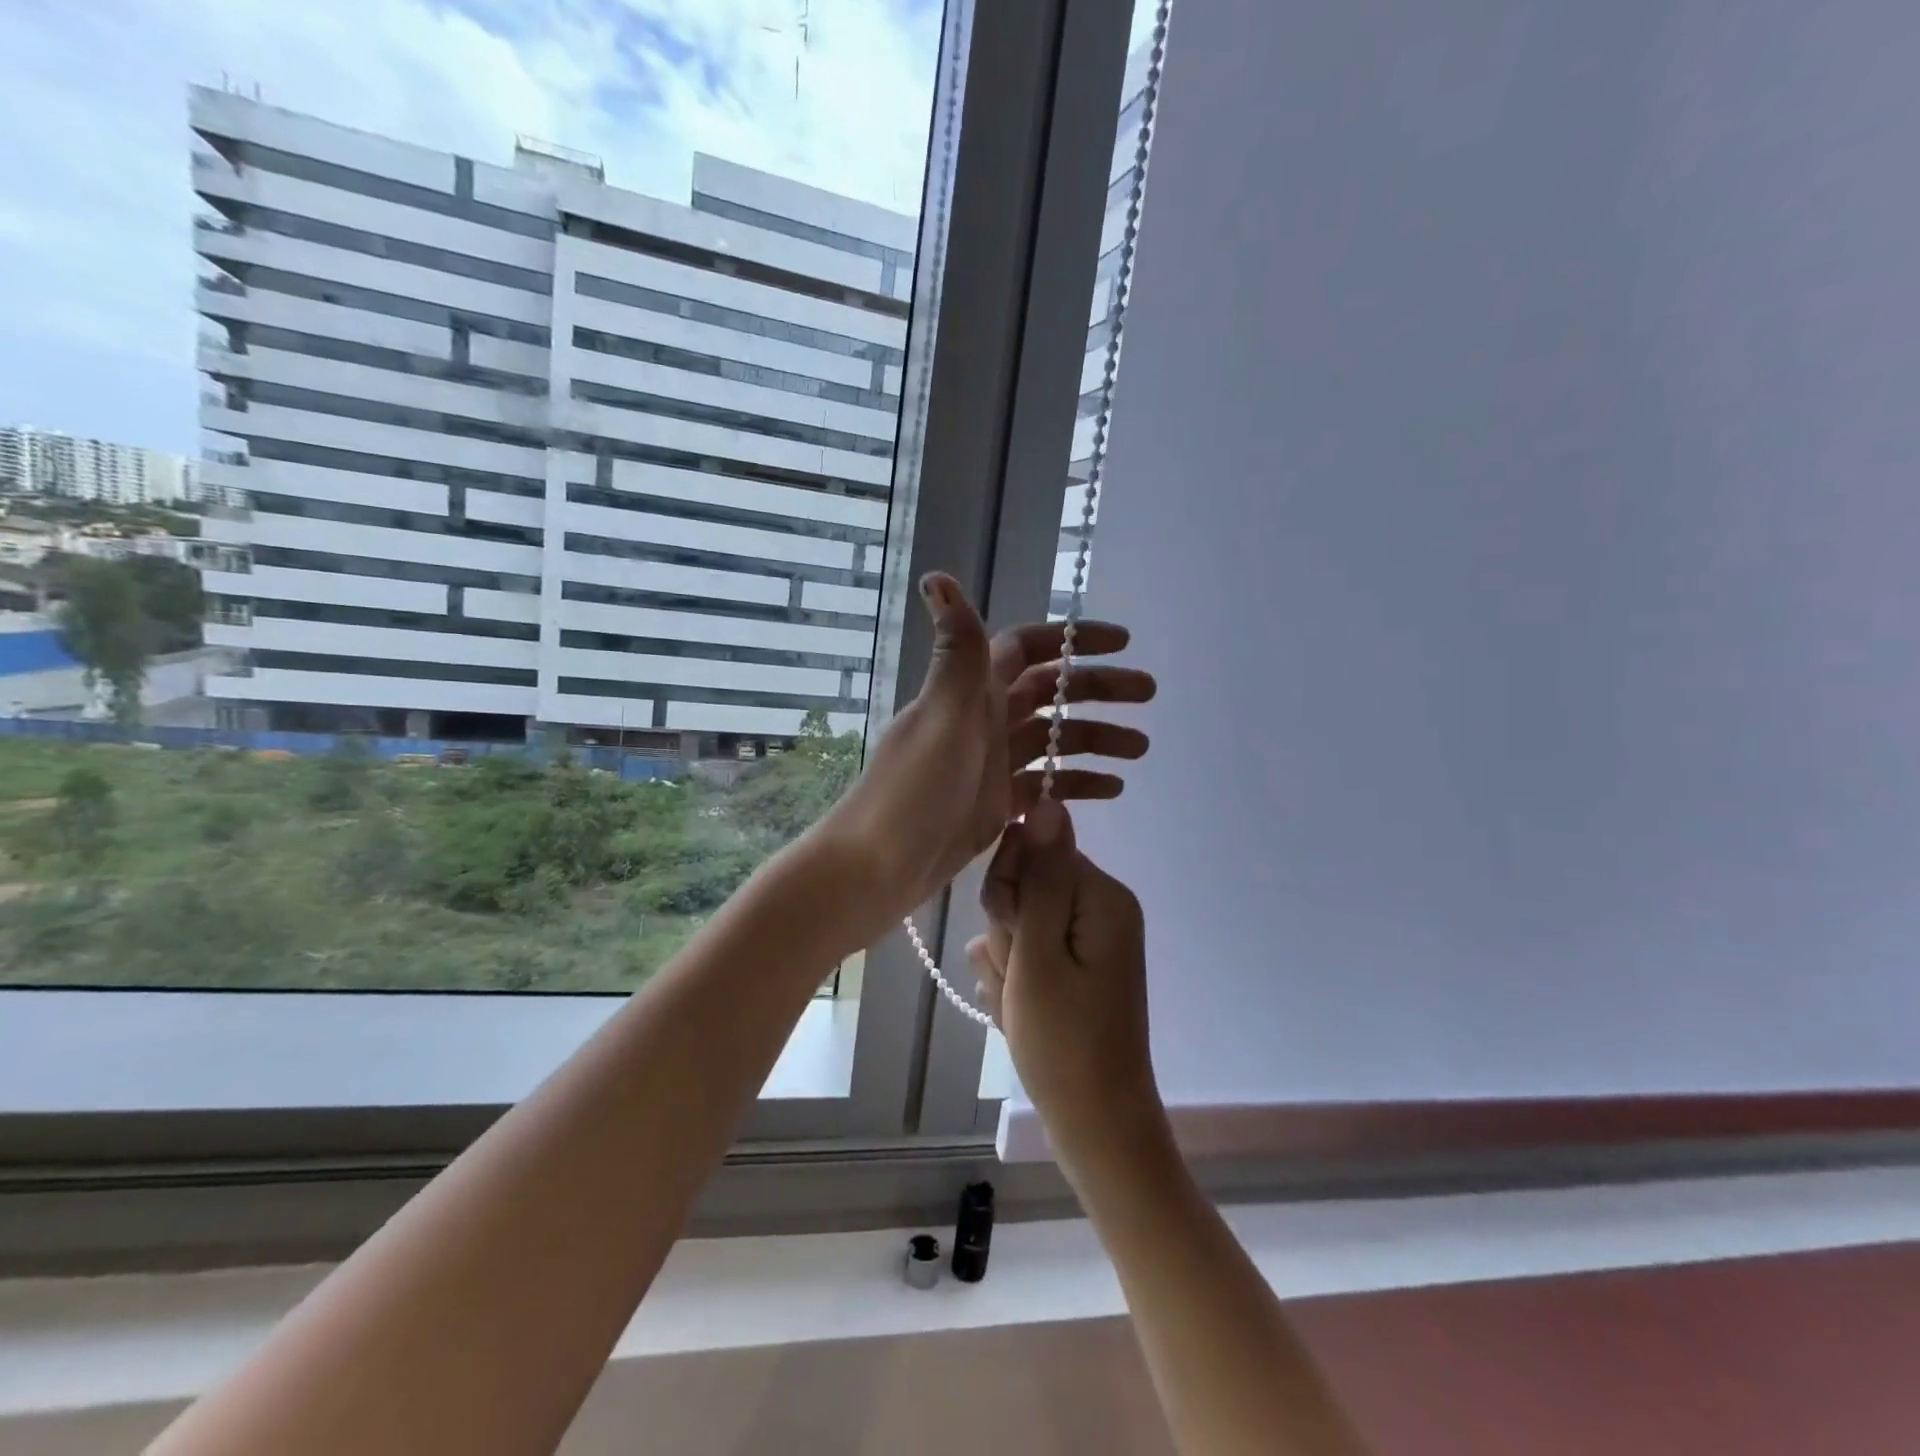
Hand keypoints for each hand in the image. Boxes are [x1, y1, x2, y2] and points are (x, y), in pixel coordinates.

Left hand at [821, 572, 1153, 936]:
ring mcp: (990, 763)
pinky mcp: (995, 804)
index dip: (1072, 640)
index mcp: (969, 692)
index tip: (1121, 642)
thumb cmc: (912, 791)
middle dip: (1097, 690)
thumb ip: (955, 652)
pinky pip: (1045, 784)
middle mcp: (982, 719)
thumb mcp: (941, 717)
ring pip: (1053, 740)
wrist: (878, 868)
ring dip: (1096, 739)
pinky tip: (1112, 789)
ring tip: (1141, 748)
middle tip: (1148, 695)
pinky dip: (1076, 783)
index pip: (1027, 648)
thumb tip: (936, 575)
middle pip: (1050, 693)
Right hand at [969, 798, 1163, 1154]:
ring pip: (1021, 920)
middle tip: (1019, 980)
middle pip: (1028, 883)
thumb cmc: (1063, 1044)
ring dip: (1008, 960)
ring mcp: (1091, 938)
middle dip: (1008, 929)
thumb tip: (1050, 800)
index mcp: (1101, 896)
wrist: (1097, 1127)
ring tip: (1020, 1004)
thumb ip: (1039, 877)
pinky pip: (1031, 951)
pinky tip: (1021, 1013)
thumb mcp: (1039, 956)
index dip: (1009, 889)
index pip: (1035, 849)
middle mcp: (1102, 907)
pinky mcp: (1078, 964)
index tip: (1012, 938)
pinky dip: (1017, 980)